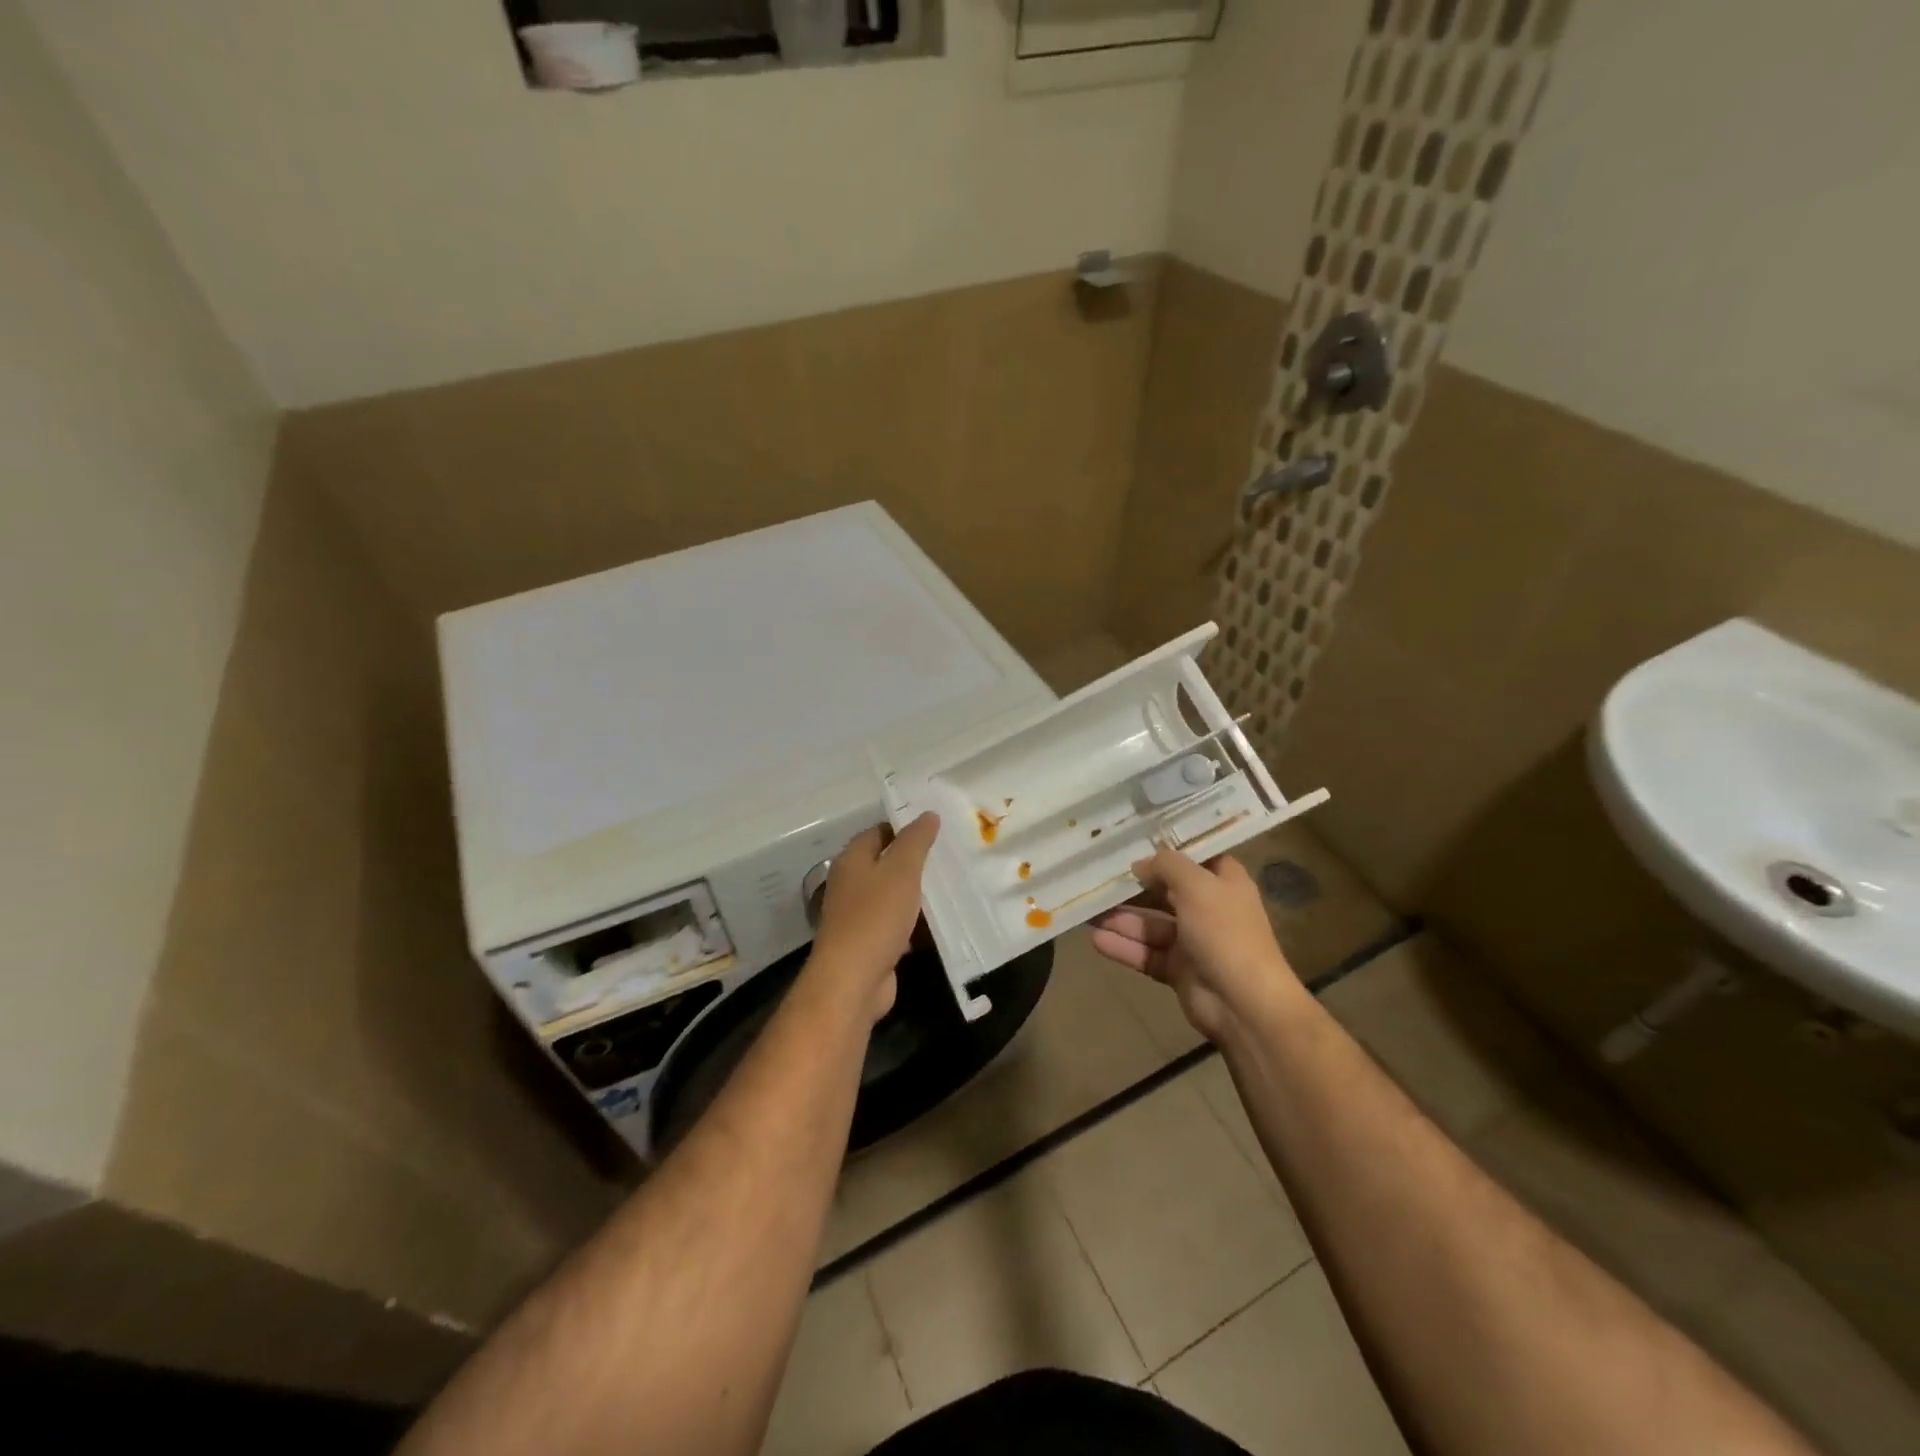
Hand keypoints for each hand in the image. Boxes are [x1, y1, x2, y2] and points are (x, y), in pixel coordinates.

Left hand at [810, 813, 939, 1022]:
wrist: (853, 980)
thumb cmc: (876, 917)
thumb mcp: (901, 871)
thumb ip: (915, 841)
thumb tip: (927, 814)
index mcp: (852, 860)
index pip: (878, 831)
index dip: (905, 827)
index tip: (936, 828)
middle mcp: (850, 884)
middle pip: (884, 863)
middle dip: (914, 860)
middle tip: (949, 855)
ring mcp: (857, 915)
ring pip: (891, 895)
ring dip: (915, 893)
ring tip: (951, 884)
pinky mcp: (869, 943)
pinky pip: (895, 924)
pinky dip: (913, 922)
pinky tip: (937, 922)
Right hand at [1090, 848, 1302, 1040]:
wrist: (1243, 1004)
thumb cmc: (1225, 933)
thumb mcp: (1197, 885)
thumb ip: (1167, 865)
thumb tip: (1140, 864)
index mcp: (1224, 883)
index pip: (1194, 857)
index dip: (1166, 849)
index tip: (1132, 840)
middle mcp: (1208, 909)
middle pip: (1164, 892)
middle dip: (1132, 887)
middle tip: (1096, 877)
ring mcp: (1192, 941)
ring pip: (1150, 925)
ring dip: (1121, 919)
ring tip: (1087, 912)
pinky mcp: (1178, 970)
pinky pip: (1146, 953)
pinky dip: (1124, 947)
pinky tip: (1096, 940)